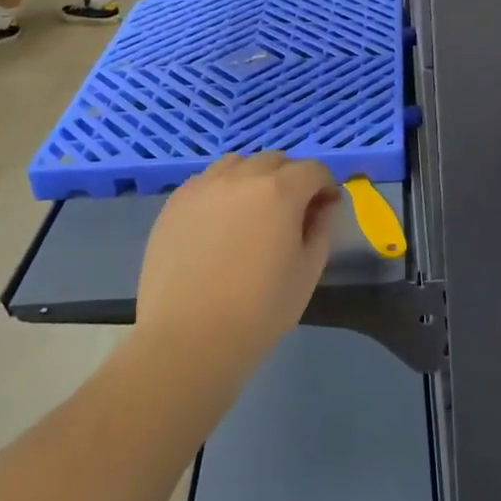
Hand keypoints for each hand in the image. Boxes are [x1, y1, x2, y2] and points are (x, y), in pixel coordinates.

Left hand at [134, 153, 339, 389]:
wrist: (188, 340)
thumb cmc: (259, 311)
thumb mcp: (307, 272)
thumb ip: (322, 228)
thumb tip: (325, 203)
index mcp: (280, 191)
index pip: (313, 169)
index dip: (324, 186)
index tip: (323, 209)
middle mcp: (242, 176)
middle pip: (275, 161)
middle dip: (290, 179)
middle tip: (289, 214)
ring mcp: (204, 186)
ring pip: (238, 164)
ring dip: (253, 178)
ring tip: (250, 213)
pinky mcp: (175, 203)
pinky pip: (206, 181)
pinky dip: (221, 191)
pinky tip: (218, 224)